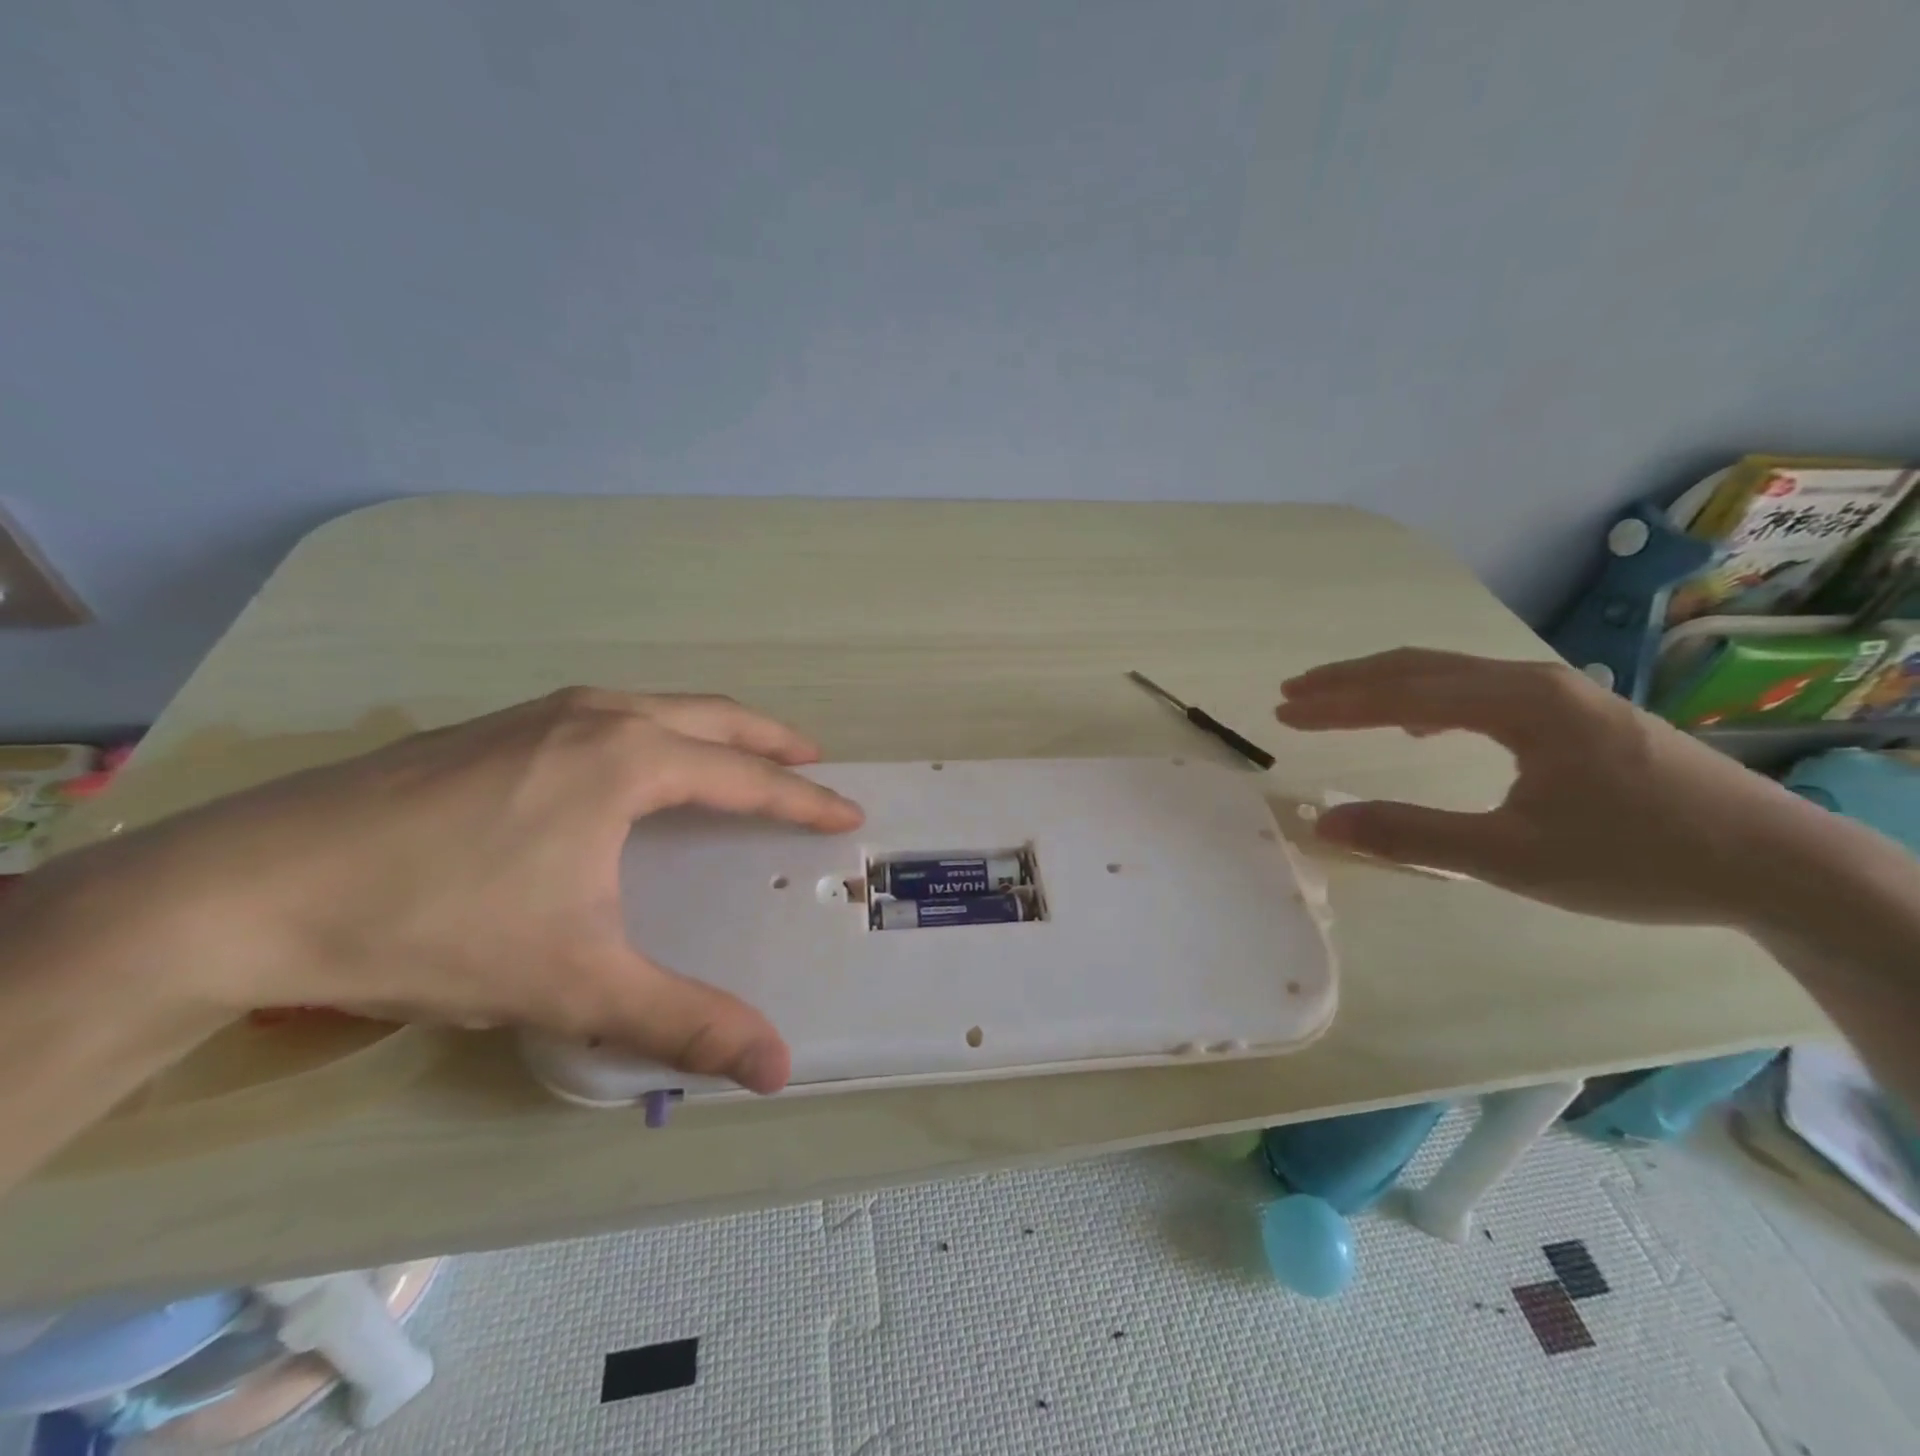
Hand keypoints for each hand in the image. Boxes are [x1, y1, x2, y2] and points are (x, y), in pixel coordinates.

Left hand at [9, 690, 863, 1093]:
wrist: (245, 891)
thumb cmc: (434, 926)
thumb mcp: (574, 984)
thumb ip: (684, 1022)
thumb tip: (778, 1067)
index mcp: (627, 762)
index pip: (744, 778)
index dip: (802, 799)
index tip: (847, 810)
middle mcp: (593, 717)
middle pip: (711, 715)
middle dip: (769, 737)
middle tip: (810, 758)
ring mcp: (538, 713)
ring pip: (654, 705)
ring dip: (709, 726)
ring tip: (736, 754)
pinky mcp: (492, 727)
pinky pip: (606, 713)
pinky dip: (653, 727)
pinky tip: (631, 761)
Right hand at [1273, 648, 1830, 928]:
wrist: (1778, 865)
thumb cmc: (1638, 859)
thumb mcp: (1512, 858)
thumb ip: (1411, 836)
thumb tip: (1326, 823)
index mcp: (1519, 705)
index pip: (1403, 694)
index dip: (1337, 704)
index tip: (1285, 711)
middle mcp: (1534, 682)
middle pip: (1419, 667)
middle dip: (1349, 681)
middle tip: (1292, 693)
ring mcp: (1559, 693)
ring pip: (1449, 674)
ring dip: (1384, 685)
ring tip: (1334, 701)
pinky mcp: (1574, 713)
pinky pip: (1478, 689)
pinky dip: (1427, 697)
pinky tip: (1417, 724)